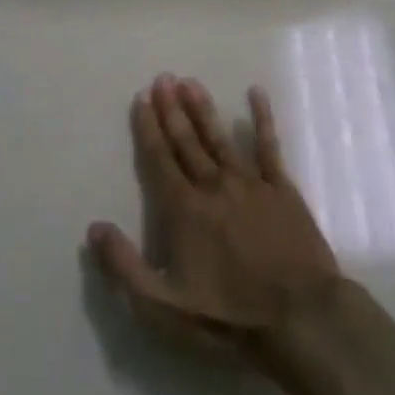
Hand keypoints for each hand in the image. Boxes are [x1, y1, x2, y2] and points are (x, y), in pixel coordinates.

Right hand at [88, 74, 341, 365]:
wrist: (299, 316)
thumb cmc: (228, 315)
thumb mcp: (164, 307)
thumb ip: (125, 267)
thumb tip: (94, 228)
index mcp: (184, 210)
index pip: (160, 160)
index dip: (148, 128)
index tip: (141, 99)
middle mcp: (213, 186)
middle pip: (187, 142)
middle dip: (172, 109)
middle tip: (163, 78)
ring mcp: (250, 183)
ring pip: (220, 137)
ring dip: (203, 109)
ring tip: (190, 82)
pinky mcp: (282, 188)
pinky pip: (269, 146)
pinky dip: (262, 118)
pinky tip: (256, 94)